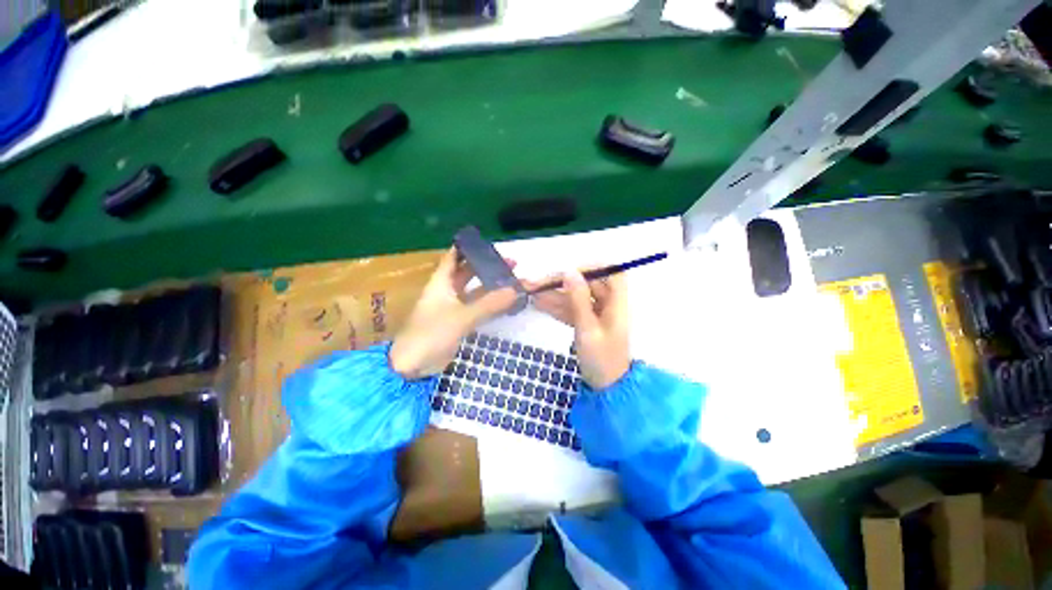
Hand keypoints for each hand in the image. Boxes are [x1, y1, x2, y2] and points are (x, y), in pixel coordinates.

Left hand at [390, 248, 518, 379]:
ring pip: (474, 291)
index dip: (468, 248)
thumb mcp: (461, 317)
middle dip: (486, 266)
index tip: (488, 242)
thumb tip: (515, 290)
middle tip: (509, 264)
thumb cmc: (431, 334)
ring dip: (490, 286)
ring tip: (511, 280)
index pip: (454, 257)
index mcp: (441, 282)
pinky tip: (503, 301)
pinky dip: (489, 303)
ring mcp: (452, 307)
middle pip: (467, 272)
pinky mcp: (458, 322)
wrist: (413, 365)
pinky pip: (476, 307)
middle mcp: (447, 291)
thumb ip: (488, 304)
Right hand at [528, 270, 629, 389]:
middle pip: (588, 285)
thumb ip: (578, 299)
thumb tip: (570, 271)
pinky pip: (572, 310)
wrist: (605, 387)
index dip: (594, 267)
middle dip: (563, 283)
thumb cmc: (601, 359)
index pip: (612, 273)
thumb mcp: (587, 328)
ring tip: (532, 293)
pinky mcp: (587, 324)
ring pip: (576, 298)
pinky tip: (539, 305)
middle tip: (539, 284)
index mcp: (616, 303)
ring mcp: (596, 315)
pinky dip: (557, 308)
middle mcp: (608, 305)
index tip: (570, 271)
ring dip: (555, 295)